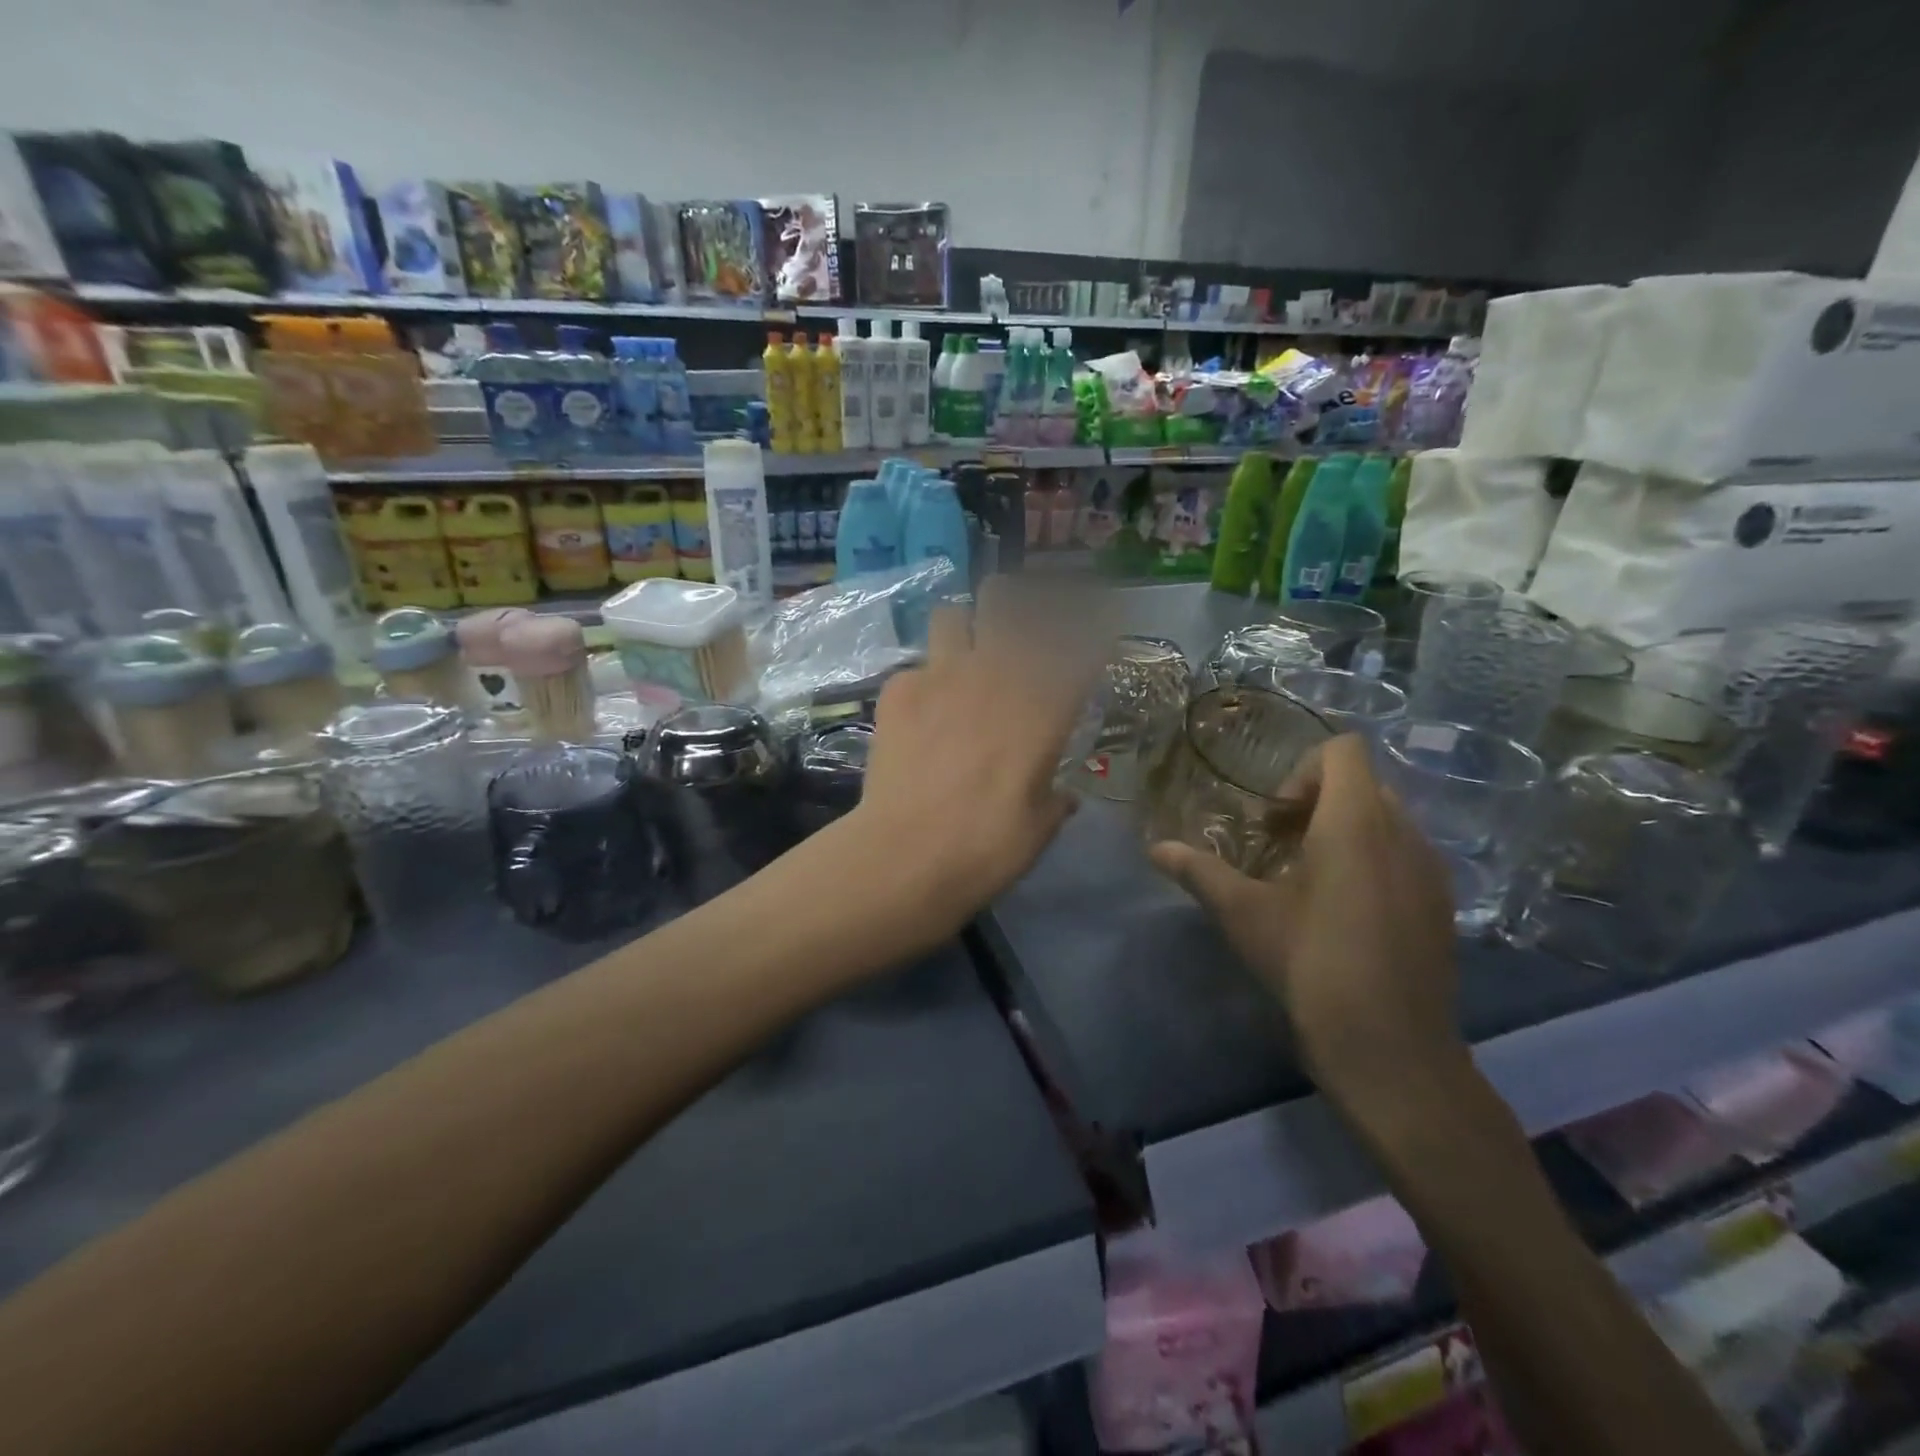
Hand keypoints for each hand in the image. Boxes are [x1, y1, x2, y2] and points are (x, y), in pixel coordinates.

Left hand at [844, 579, 1095, 935]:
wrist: (906, 855)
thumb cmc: (988, 848)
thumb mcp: (1039, 829)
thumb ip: (1056, 801)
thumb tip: (1066, 796)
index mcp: (1043, 709)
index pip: (1080, 646)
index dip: (1091, 631)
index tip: (1092, 632)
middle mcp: (995, 676)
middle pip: (1006, 602)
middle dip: (1014, 603)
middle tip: (1012, 626)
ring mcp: (941, 676)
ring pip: (951, 615)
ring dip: (961, 631)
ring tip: (959, 659)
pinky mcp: (898, 691)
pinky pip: (913, 668)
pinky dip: (921, 685)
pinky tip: (917, 715)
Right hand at [1149, 733, 1467, 1117]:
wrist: (1391, 1050)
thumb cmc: (1311, 965)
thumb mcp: (1244, 914)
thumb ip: (1199, 871)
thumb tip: (1155, 847)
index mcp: (1356, 823)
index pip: (1344, 750)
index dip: (1302, 769)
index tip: (1274, 818)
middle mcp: (1404, 834)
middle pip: (1363, 784)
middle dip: (1317, 801)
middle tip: (1280, 844)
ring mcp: (1431, 871)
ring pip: (1387, 820)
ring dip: (1344, 830)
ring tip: (1308, 877)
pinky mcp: (1442, 905)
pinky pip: (1405, 855)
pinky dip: (1371, 860)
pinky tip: (1343, 911)